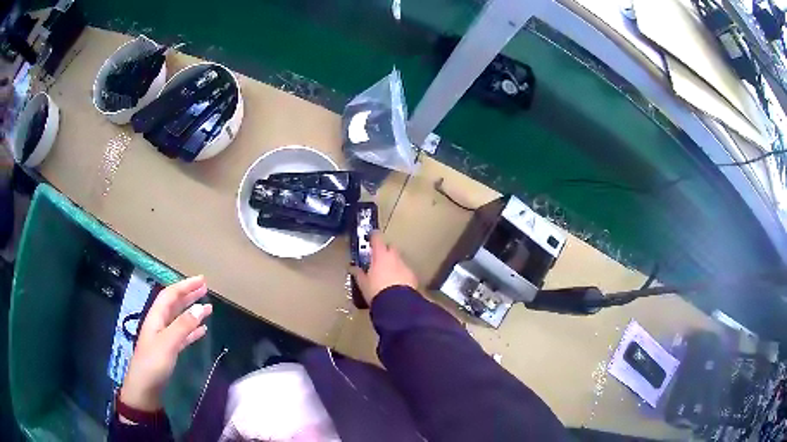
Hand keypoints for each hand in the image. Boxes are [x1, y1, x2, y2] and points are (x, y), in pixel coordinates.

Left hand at [120, 276, 211, 414]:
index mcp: (156, 317)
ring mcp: (164, 337)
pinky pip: (183, 334)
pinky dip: (192, 330)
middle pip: (174, 304)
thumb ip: (183, 325)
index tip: (201, 280)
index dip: (185, 286)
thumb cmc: (153, 363)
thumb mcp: (168, 343)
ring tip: (208, 308)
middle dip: (189, 295)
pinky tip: (202, 330)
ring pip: (179, 319)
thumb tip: (200, 308)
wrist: (145, 388)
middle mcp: (159, 323)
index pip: (170, 295)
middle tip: (205, 288)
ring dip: (192, 312)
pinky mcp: (169, 350)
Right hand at [350, 231, 417, 304]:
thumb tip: (352, 267)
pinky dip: (401, 274)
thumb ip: (358, 273)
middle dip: (386, 250)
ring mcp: (405, 265)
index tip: (371, 237)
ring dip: (394, 263)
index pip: (377, 238)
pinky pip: (405, 270)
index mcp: (380, 255)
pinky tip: (397, 283)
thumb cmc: (376, 291)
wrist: (397, 304)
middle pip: (391, 246)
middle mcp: (394, 257)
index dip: (374, 236)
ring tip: (388, 274)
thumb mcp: (363, 283)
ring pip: (399, 259)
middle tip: (379, 259)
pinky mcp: (413, 275)